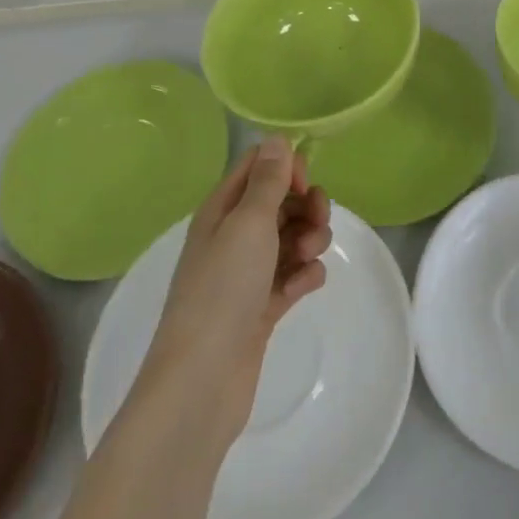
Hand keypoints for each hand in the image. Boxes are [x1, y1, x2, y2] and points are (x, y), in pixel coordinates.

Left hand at [133, 136, 331, 446]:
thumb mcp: (248, 224)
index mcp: (221, 210)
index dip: (286, 168)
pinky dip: (304, 276)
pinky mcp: (262, 307)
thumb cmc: (223, 290)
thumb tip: (277, 137)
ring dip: (309, 240)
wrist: (202, 381)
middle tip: (316, 222)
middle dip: (306, 206)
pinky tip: (305, 287)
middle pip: (281, 202)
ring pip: (291, 238)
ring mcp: (248, 273)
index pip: (258, 167)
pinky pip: (293, 275)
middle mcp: (233, 236)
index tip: (303, 185)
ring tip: (308, 259)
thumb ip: (268, 181)